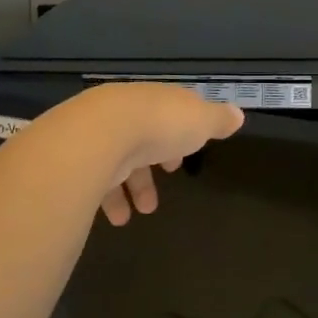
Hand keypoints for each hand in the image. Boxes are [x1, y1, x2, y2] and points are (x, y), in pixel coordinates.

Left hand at [36, 82, 244, 225]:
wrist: (100, 134)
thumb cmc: (160, 125)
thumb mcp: (201, 121)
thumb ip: (219, 120)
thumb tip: (238, 115)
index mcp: (159, 100)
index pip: (171, 110)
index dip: (182, 131)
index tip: (188, 152)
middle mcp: (128, 111)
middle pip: (144, 136)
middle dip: (154, 163)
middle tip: (165, 179)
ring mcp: (100, 133)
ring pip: (120, 159)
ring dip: (134, 188)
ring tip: (141, 212)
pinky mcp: (80, 156)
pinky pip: (98, 177)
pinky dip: (110, 198)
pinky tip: (117, 216)